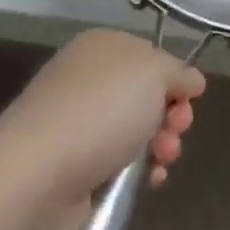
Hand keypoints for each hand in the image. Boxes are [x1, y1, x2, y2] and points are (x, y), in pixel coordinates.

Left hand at [0, 30, 205, 229]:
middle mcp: (85, 79)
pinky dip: (138, 172)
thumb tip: (191, 80)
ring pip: (134, 131)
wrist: (39, 173)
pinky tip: (148, 182)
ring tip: (162, 161)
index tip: (189, 100)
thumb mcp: (154, 73)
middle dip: (170, 116)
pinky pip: (117, 163)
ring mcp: (75, 122)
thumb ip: (179, 72)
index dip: (174, 78)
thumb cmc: (101, 111)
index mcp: (101, 47)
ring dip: (159, 146)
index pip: (150, 55)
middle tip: (176, 131)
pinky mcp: (72, 164)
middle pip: (144, 95)